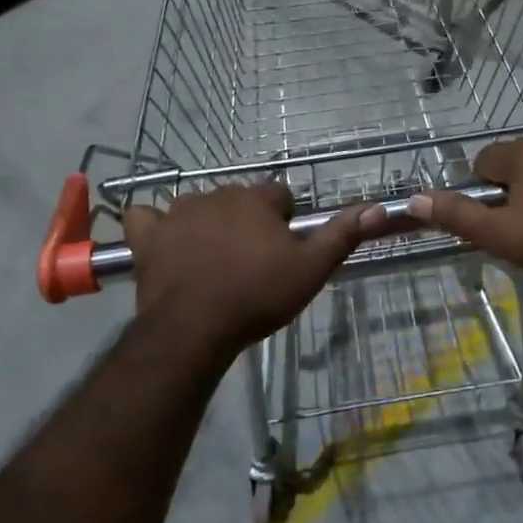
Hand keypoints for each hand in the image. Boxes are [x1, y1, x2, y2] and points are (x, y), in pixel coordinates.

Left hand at [123, 183, 383, 356]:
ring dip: (206, 224)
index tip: (283, 249)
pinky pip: (146, 217)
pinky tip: (162, 243)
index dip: (285, 220)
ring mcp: (177, 213)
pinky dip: (153, 226)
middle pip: (239, 200)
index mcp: (255, 200)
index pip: (279, 194)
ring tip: (212, 262)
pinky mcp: (147, 236)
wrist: (195, 328)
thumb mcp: (310, 270)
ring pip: (197, 207)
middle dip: (247, 222)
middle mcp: (216, 194)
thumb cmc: (257, 297)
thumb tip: (377, 207)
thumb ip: (342, 235)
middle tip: (252, 262)